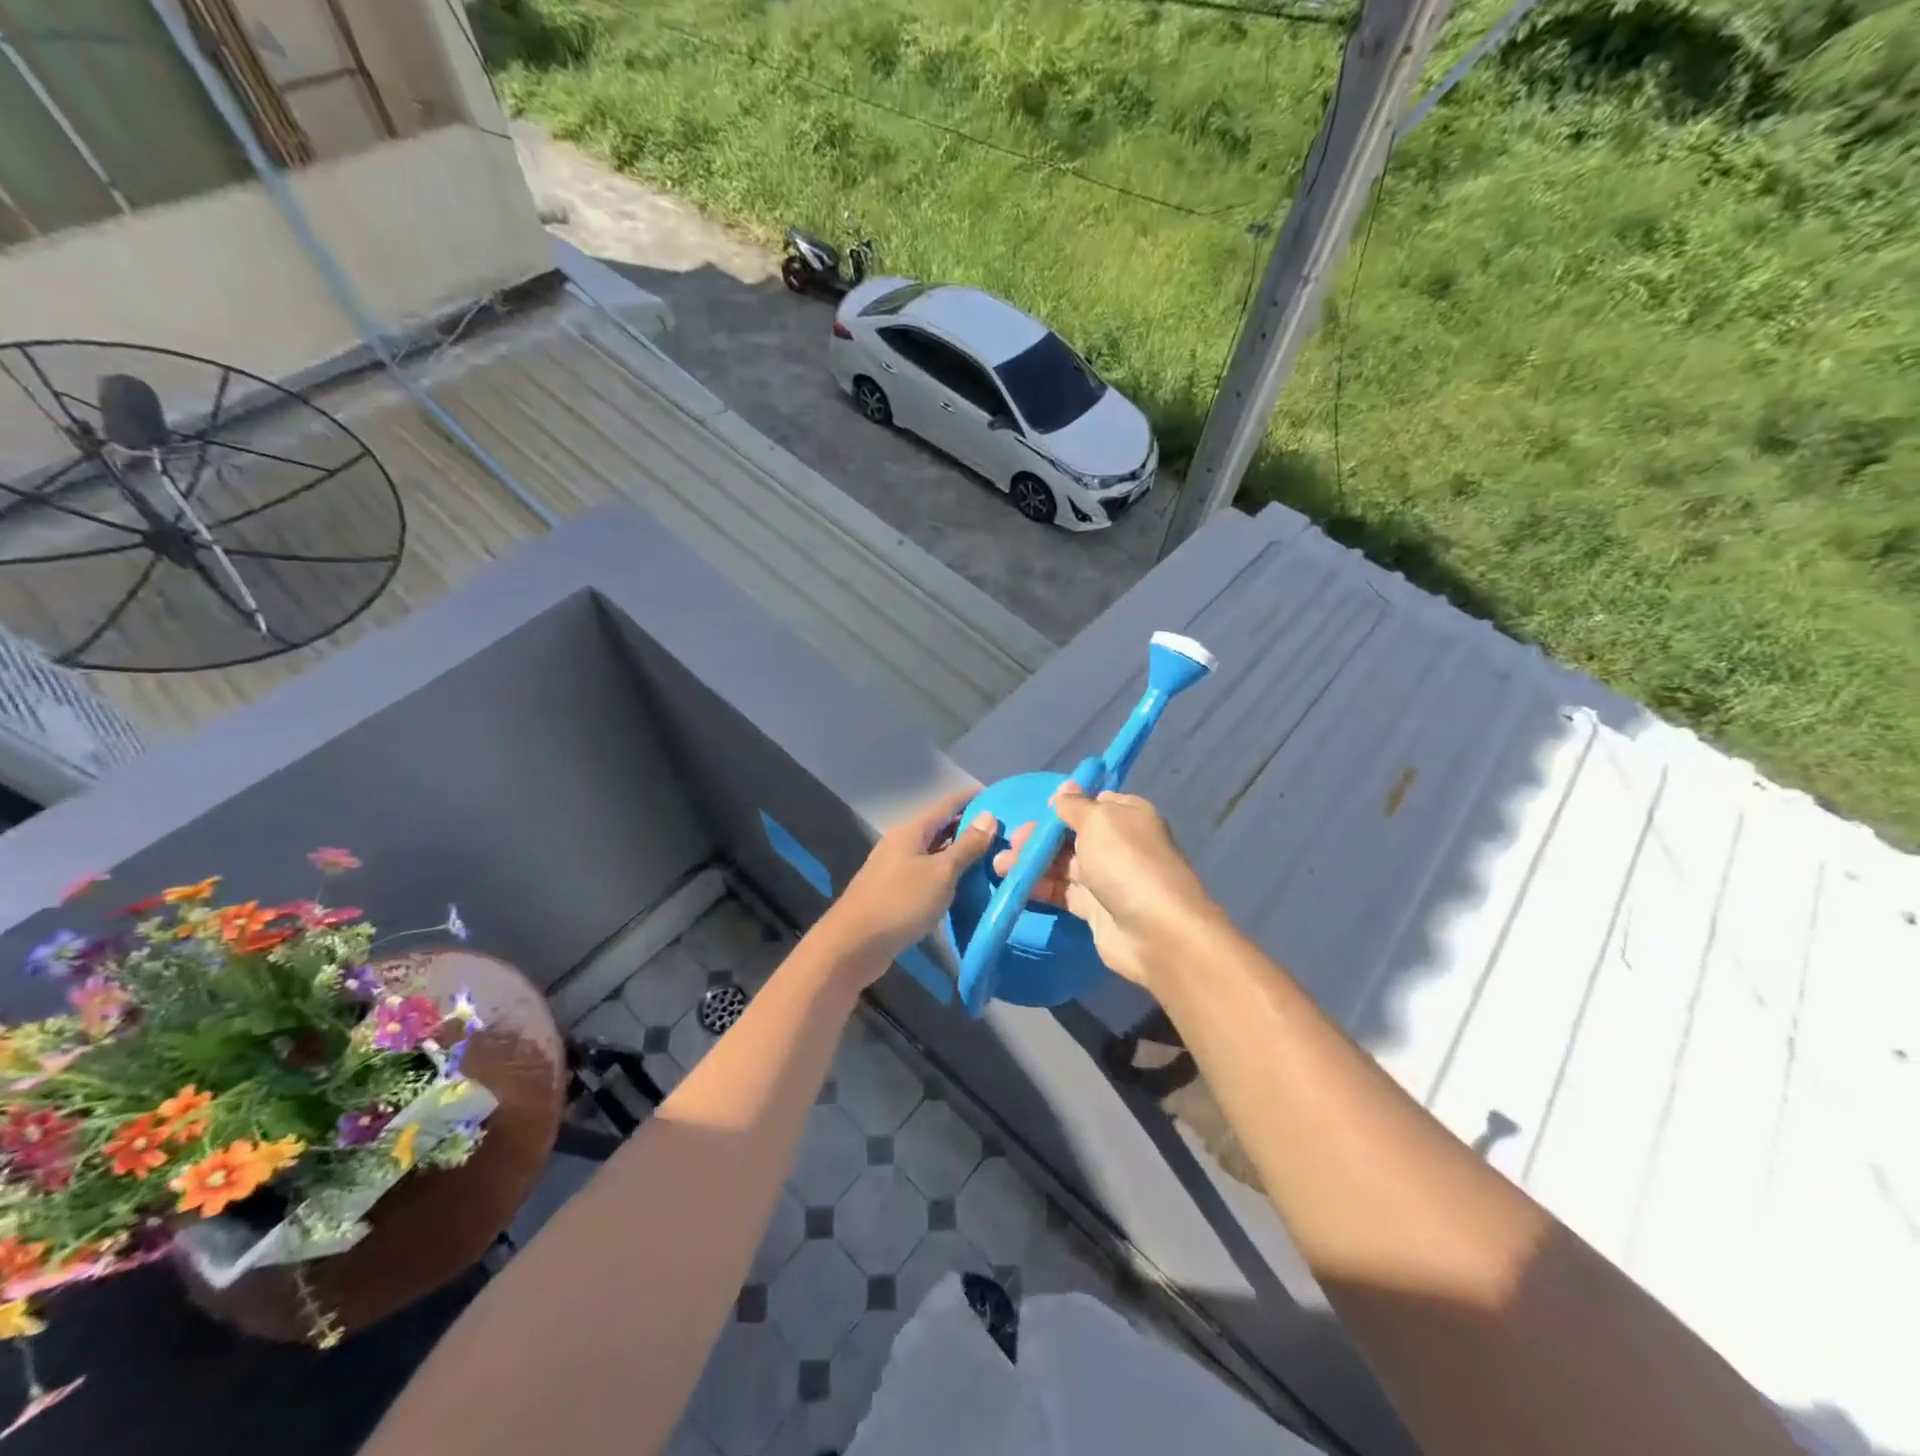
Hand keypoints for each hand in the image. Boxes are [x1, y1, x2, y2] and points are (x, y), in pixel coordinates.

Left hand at [820, 787, 996, 975]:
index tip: (1001, 798)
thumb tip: (989, 816)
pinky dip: (947, 874)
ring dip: (959, 853)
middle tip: (1004, 833)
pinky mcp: (894, 891)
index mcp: (912, 830)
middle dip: (970, 827)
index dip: (973, 799)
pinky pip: (927, 873)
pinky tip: (965, 884)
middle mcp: (901, 842)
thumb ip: (966, 846)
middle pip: (941, 827)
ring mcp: (895, 867)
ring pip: (934, 852)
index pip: (948, 804)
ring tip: (992, 857)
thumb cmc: (901, 902)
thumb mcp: (941, 873)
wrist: (854, 944)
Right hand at [994, 783, 1216, 989]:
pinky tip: (1015, 885)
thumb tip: (1064, 789)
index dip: (1063, 806)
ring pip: (1063, 864)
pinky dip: (1039, 887)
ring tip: (1001, 865)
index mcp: (1127, 815)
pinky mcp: (1094, 908)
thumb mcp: (1098, 820)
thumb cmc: (1126, 862)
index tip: (1037, 810)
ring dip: (1033, 862)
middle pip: (1072, 834)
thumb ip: (1074, 805)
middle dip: (1040, 836)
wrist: (1155, 931)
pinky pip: (1062, 892)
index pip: (1092, 803)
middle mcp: (1118, 844)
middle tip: (1013, 842)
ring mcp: (1107, 878)